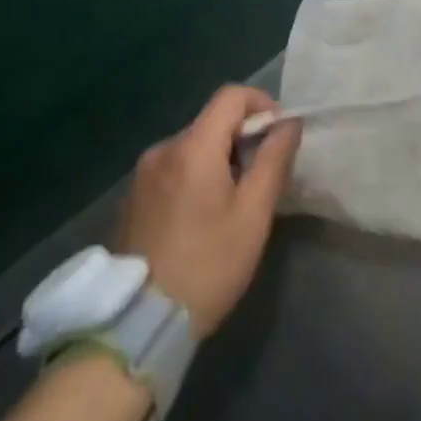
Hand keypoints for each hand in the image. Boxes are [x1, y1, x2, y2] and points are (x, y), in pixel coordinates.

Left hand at [113, 85, 301, 338]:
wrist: (139, 324)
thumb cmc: (208, 265)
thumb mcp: (253, 214)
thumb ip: (274, 159)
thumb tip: (288, 123)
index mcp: (192, 148)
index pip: (231, 96)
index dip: (262, 104)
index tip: (279, 136)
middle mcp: (162, 150)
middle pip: (212, 121)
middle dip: (243, 137)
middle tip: (262, 178)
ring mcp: (141, 175)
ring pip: (193, 146)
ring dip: (220, 158)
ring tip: (234, 202)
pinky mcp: (132, 198)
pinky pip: (173, 169)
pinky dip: (196, 176)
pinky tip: (202, 217)